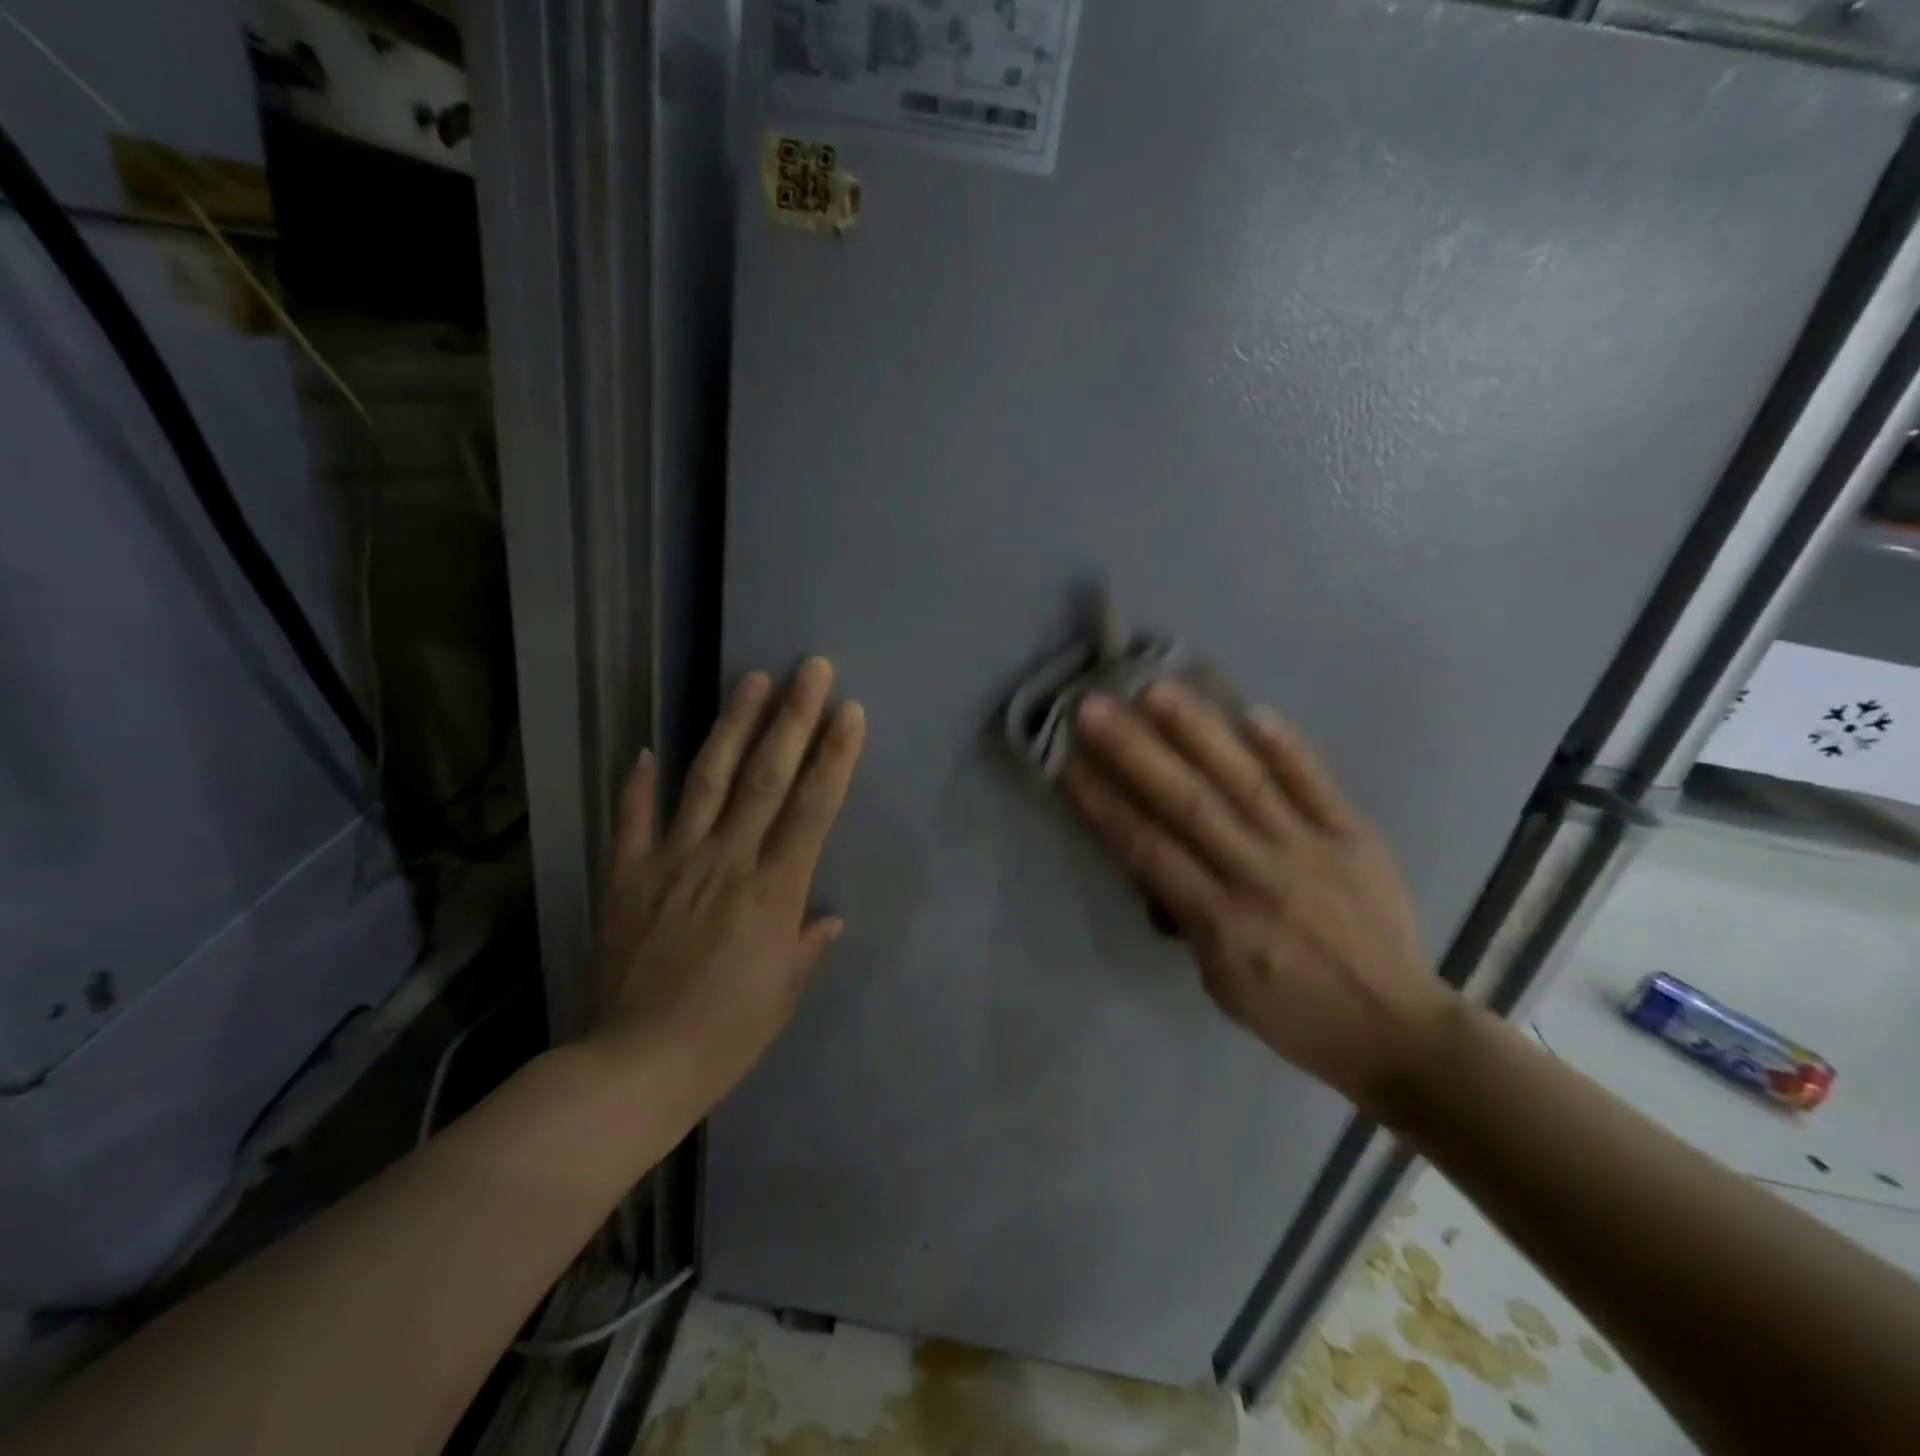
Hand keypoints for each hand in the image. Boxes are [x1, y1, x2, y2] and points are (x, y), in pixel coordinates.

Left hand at [585, 658, 864, 1109]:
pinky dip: (638, 783)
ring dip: (731, 726)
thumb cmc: (725, 1036)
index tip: (849, 712)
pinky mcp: (626, 877)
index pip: (812, 808)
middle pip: (765, 777)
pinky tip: (645, 748)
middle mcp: (726, 862)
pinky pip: (632, 820)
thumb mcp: (783, 995)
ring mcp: (671, 863)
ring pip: (707, 781)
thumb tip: (829, 916)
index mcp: (773, 892)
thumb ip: (807, 945)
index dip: (834, 756)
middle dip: (792, 718)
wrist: (632, 1068)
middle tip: (811, 669)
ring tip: (750, 679)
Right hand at [1062, 681, 1449, 1113]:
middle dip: (1134, 751)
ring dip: (1199, 732)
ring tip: (1158, 689)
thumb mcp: (1219, 982)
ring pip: (1246, 781)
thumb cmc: (1291, 1013)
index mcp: (1220, 921)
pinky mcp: (1356, 836)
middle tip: (1093, 706)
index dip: (1104, 803)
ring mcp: (1312, 849)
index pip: (1148, 849)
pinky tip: (1254, 711)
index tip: (1067, 761)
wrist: (1396, 1029)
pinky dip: (1288, 748)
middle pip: (1187, 803)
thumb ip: (1187, 916)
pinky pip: (1318, 784)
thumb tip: (1158, 860)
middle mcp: (1260, 874)